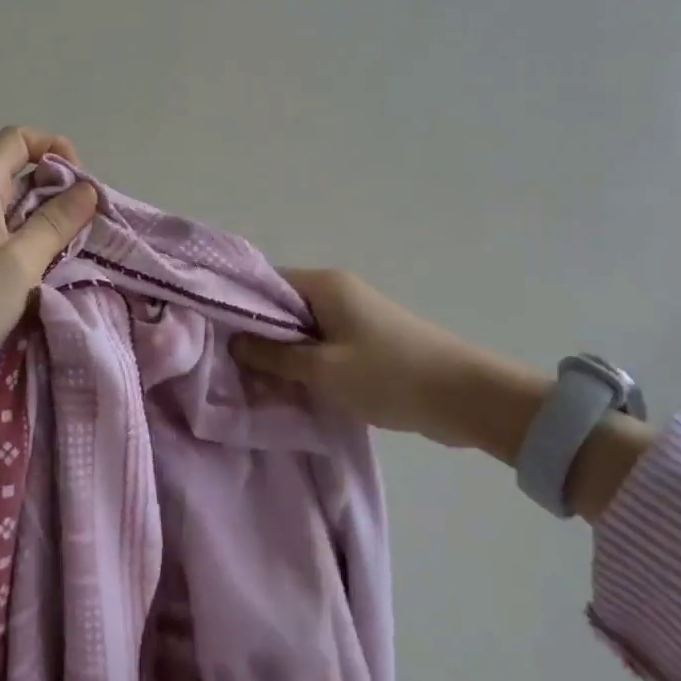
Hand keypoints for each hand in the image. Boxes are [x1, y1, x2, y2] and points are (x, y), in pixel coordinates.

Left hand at [0, 126, 99, 406]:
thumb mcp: (18, 261)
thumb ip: (55, 223)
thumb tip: (88, 190)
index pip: (18, 139)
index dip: (53, 148)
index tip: (80, 185)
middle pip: (22, 174)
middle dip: (59, 191)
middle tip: (88, 225)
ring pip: (20, 212)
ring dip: (50, 225)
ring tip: (78, 252)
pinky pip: (11, 243)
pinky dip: (36, 251)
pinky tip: (54, 275)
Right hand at [232, 268, 548, 453]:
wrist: (466, 397)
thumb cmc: (390, 375)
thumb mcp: (325, 369)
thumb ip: (276, 356)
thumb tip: (234, 342)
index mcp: (325, 284)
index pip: (266, 283)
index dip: (238, 307)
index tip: (214, 336)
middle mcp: (337, 291)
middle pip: (282, 307)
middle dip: (259, 336)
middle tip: (231, 367)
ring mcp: (354, 315)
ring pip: (302, 330)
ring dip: (283, 355)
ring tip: (256, 384)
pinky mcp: (367, 340)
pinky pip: (323, 345)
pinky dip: (306, 364)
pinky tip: (291, 389)